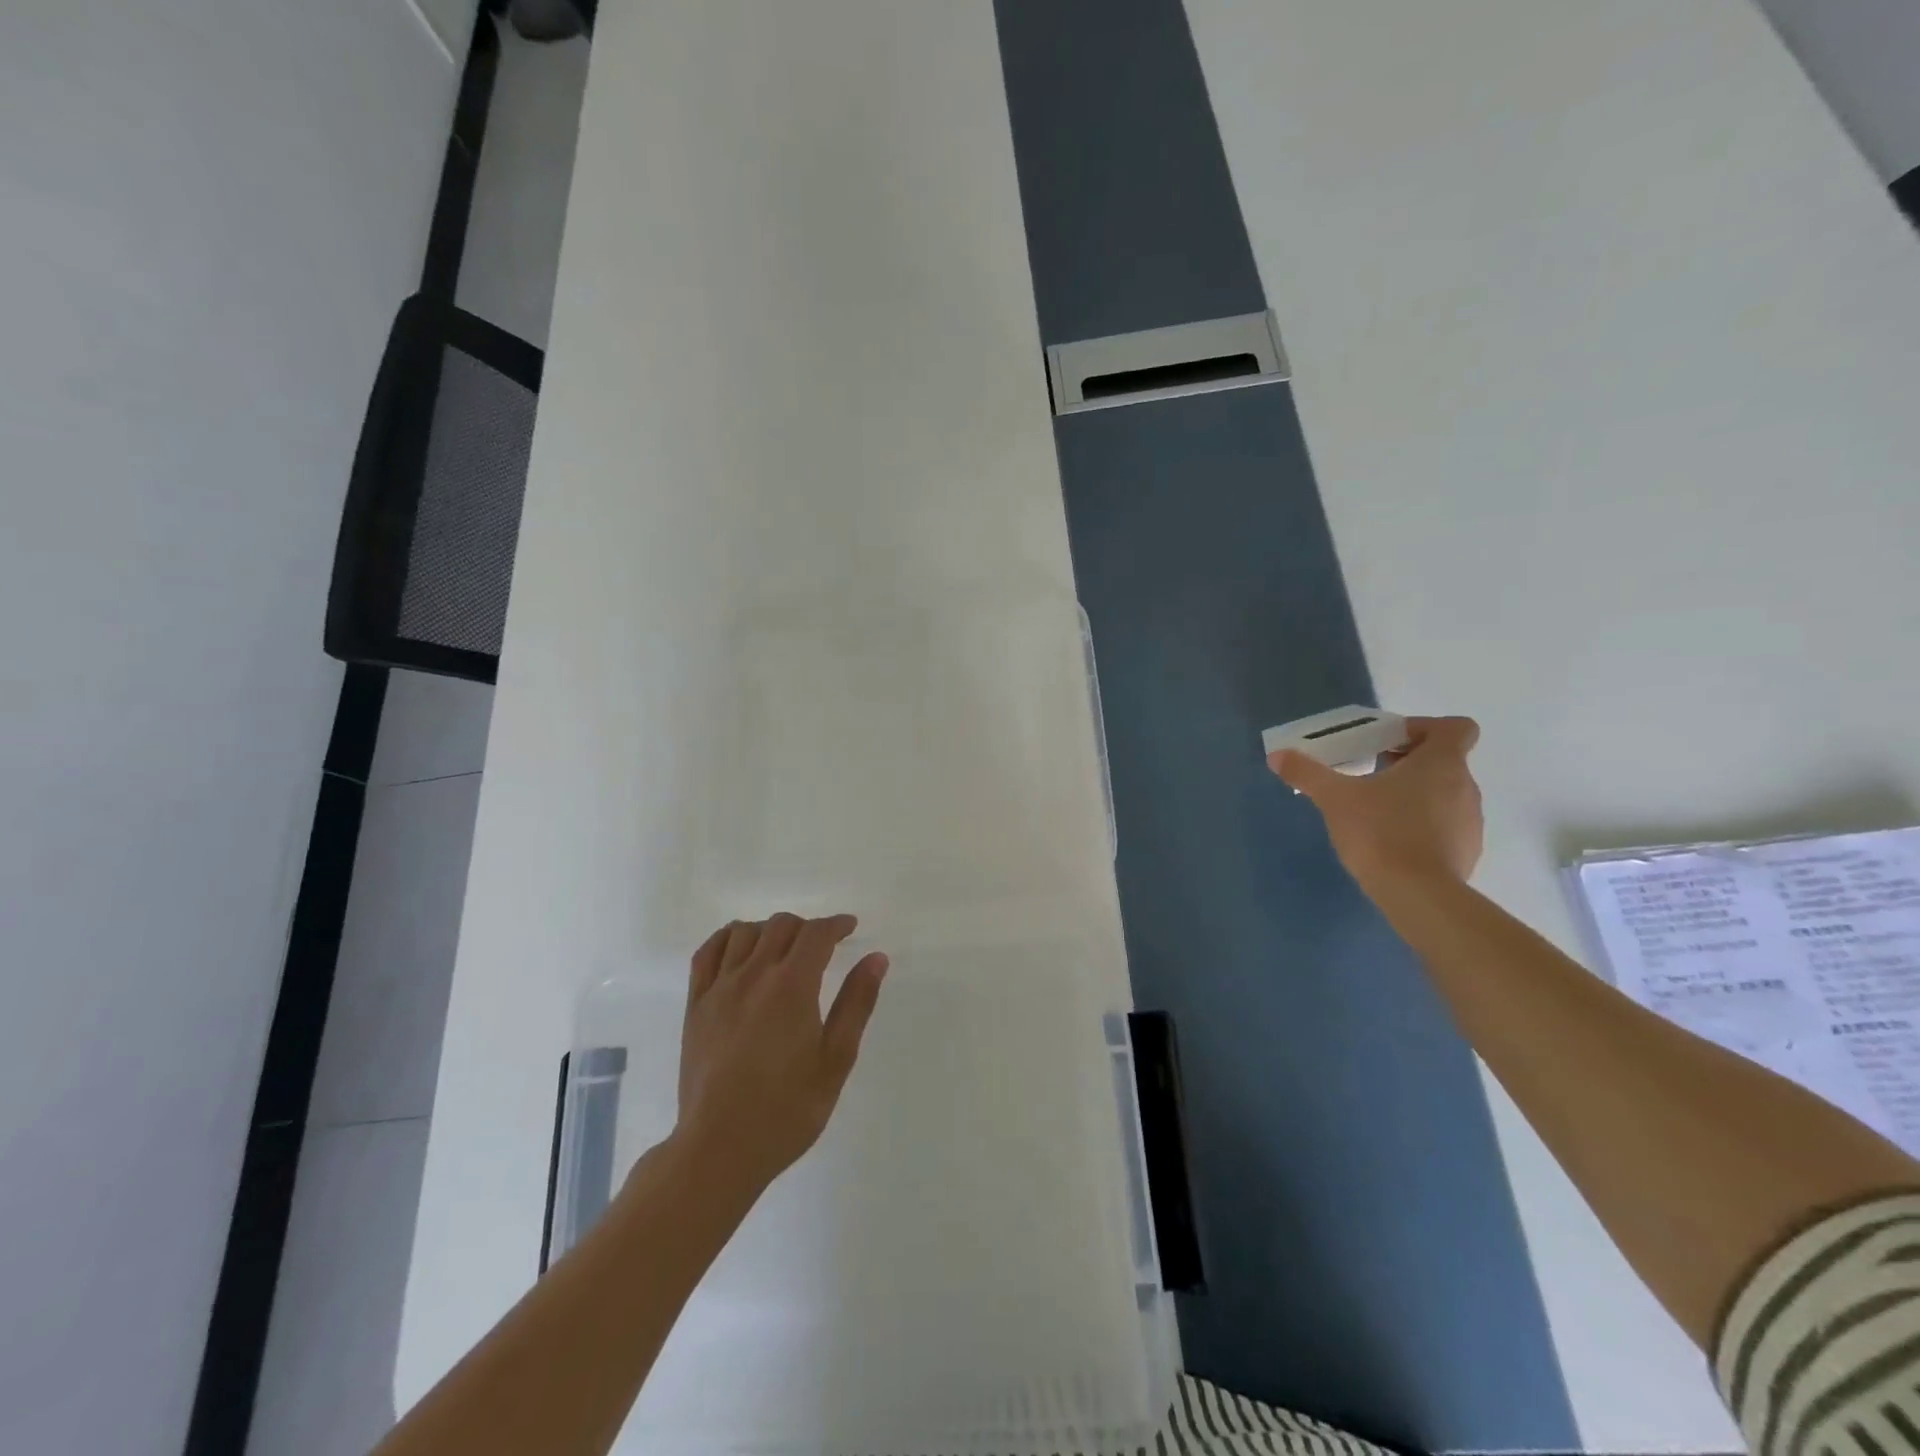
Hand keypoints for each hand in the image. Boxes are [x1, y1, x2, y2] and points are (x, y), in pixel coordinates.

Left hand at [674, 913, 888, 1196]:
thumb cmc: (787, 1109)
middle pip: (781, 925)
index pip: (816, 934)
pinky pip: (707, 953)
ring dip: (769, 930)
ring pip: (744, 932)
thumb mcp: (836, 1060)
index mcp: (792, 986)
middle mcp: (754, 975)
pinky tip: (740, 950)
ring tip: (783, 950)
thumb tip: (876, 958)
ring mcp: (719, 988)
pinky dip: (728, 939)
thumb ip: (856, 1003)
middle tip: (822, 948)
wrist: (719, 1148)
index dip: (836, 924)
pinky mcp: (695, 1005)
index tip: (850, 928)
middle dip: (807, 927)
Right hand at [1269, 715, 1483, 893]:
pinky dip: (1422, 825)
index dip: (1425, 727)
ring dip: (1414, 794)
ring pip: (1444, 794)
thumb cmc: (1380, 832)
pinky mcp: (1466, 852)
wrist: (1418, 895)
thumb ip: (1307, 773)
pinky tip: (1391, 841)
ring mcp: (1470, 822)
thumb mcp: (1334, 798)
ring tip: (1375, 811)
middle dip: (1406, 763)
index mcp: (1442, 763)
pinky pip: (1445, 826)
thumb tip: (1277, 756)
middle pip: (1443, 761)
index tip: (1390, 743)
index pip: (1455, 727)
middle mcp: (1465, 787)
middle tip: (1369, 774)